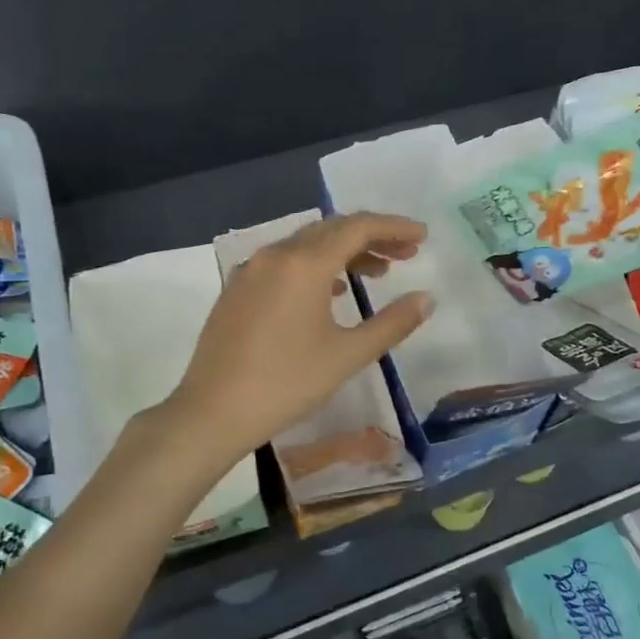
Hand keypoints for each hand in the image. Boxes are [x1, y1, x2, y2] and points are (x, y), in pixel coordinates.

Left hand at [169, 213, 434, 462]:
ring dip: (344, 251)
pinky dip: (316, 265)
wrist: (212, 411)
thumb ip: (392, 323)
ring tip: (378, 272)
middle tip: (407, 252)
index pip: (358, 227)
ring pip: (307, 244)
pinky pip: (285, 261)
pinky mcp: (237, 288)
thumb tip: (426, 299)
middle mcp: (276, 254)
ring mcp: (251, 269)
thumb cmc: (286, 383)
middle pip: (332, 229)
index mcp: (304, 263)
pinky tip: (332, 292)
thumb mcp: (347, 355)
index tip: (423, 235)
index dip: (394, 227)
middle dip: (372, 236)